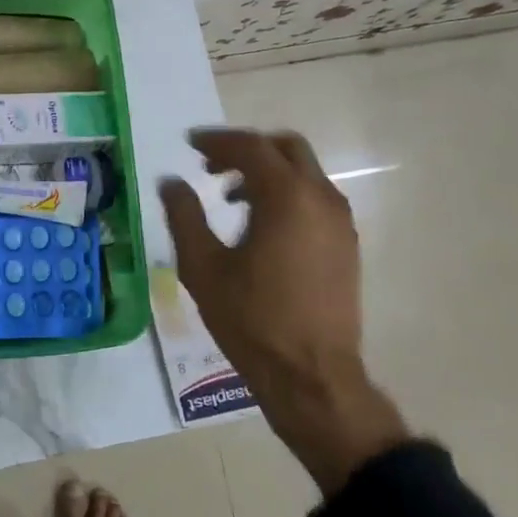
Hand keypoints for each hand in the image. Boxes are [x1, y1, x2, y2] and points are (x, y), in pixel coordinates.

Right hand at [160, 128, 407, 495]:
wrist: (311, 375)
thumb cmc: (250, 319)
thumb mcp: (202, 266)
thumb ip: (184, 216)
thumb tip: (170, 182)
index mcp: (286, 198)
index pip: (250, 148)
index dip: (216, 141)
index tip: (189, 144)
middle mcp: (321, 199)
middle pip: (286, 149)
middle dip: (246, 149)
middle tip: (210, 165)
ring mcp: (340, 222)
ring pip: (304, 173)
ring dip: (267, 172)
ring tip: (230, 197)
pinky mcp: (346, 244)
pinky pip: (314, 198)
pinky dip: (286, 193)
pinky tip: (259, 224)